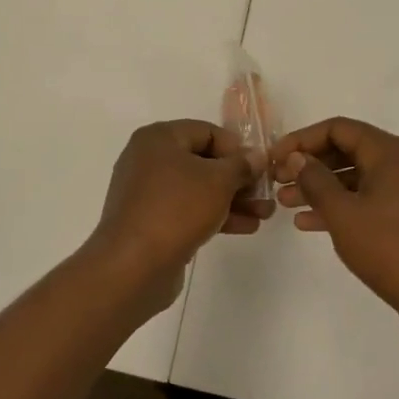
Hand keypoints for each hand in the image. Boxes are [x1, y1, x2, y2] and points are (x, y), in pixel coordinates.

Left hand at [85, 120, 269, 315]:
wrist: (132, 267)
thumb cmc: (177, 209)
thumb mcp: (218, 181)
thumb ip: (242, 165)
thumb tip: (257, 156)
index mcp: (158, 138)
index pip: (206, 131)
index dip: (237, 148)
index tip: (259, 168)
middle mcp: (148, 160)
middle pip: (203, 161)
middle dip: (238, 178)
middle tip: (265, 193)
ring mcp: (147, 193)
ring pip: (198, 189)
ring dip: (232, 200)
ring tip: (264, 214)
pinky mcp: (150, 222)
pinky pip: (187, 210)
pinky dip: (214, 215)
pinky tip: (245, 227)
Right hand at [274, 117, 398, 328]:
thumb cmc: (391, 250)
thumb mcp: (343, 214)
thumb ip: (315, 180)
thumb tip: (297, 158)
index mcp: (391, 151)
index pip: (338, 128)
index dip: (301, 140)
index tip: (274, 159)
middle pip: (349, 149)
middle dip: (310, 165)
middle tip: (278, 182)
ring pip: (359, 177)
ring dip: (323, 187)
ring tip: (287, 204)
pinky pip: (373, 198)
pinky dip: (344, 205)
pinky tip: (312, 223)